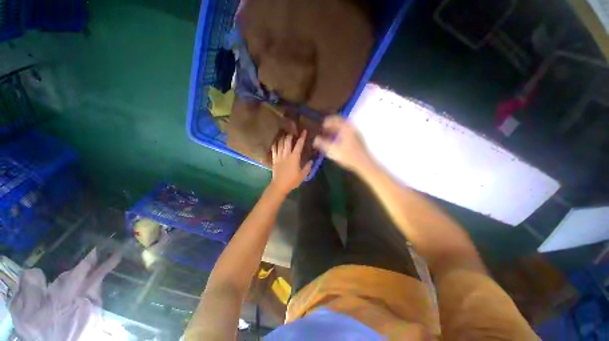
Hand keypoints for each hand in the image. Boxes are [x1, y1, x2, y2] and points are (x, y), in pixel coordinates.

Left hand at [270, 131, 312, 194]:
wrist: (280, 185)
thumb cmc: (292, 181)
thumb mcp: (303, 175)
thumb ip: (307, 167)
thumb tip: (311, 161)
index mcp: (294, 157)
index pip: (299, 145)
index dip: (302, 137)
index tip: (304, 131)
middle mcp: (286, 155)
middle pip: (287, 142)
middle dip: (290, 135)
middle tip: (292, 132)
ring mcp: (279, 157)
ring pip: (280, 144)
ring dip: (282, 138)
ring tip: (284, 135)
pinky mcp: (274, 160)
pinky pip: (274, 150)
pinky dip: (275, 145)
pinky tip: (275, 142)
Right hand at [313, 115, 372, 173]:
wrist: (364, 164)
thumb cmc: (348, 156)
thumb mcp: (332, 150)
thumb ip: (323, 144)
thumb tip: (315, 139)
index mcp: (346, 128)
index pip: (336, 119)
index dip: (328, 121)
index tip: (323, 124)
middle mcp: (352, 128)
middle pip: (341, 122)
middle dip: (332, 125)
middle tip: (325, 128)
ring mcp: (357, 134)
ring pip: (345, 128)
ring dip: (337, 129)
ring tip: (330, 134)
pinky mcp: (359, 139)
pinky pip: (348, 132)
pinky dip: (342, 133)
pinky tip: (338, 140)